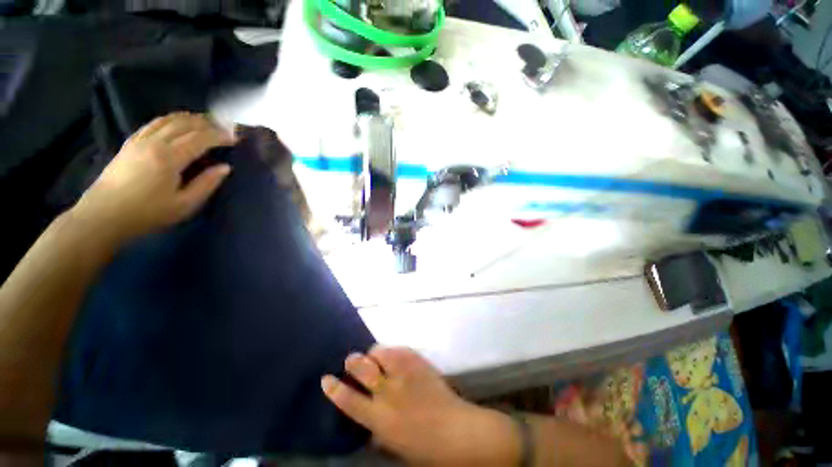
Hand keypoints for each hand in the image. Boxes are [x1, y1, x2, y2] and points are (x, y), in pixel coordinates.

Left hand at [74, 112, 233, 241]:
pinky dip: (169, 119)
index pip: (200, 139)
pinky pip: (153, 123)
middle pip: (184, 124)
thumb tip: (225, 167)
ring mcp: (139, 140)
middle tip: (224, 127)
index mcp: (169, 157)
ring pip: (167, 120)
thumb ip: (207, 184)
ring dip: (189, 118)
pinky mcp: (130, 143)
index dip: (220, 136)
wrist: (104, 215)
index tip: (236, 138)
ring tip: (205, 121)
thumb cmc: (148, 213)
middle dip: (207, 123)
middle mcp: (154, 142)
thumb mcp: (185, 204)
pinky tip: (177, 122)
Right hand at [322, 346, 520, 465]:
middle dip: (353, 361)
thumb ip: (377, 429)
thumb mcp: (394, 445)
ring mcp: (404, 373)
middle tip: (351, 360)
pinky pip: (400, 349)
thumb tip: (368, 417)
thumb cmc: (425, 447)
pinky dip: (393, 351)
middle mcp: (388, 391)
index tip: (326, 378)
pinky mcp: (418, 362)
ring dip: (374, 353)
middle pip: (363, 368)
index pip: (349, 400)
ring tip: (375, 357)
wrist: (457, 431)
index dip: (334, 388)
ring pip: (381, 352)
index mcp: (379, 417)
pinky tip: (394, 355)